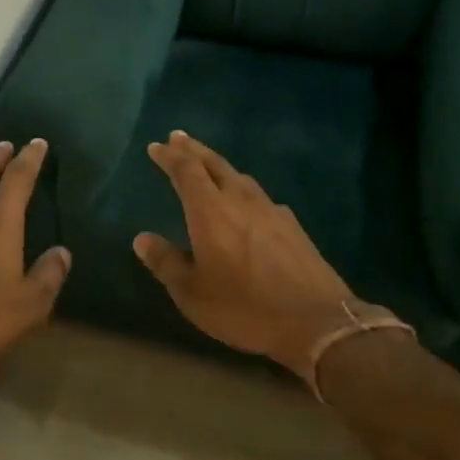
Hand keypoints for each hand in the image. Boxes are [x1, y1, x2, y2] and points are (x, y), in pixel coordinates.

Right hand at [134, 131, 399, 376]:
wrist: (317, 322)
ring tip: (209, 165)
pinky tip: (247, 202)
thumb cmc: (244, 307)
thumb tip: (142, 239)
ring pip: (240, 177)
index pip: (186, 171)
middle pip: (214, 164)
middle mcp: (240, 200)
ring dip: (220, 166)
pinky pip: (261, 197)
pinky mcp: (292, 227)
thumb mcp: (192, 293)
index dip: (170, 157)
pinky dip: (244, 190)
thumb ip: (166, 262)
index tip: (157, 146)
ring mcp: (271, 211)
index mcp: (210, 211)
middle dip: (193, 149)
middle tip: (178, 137)